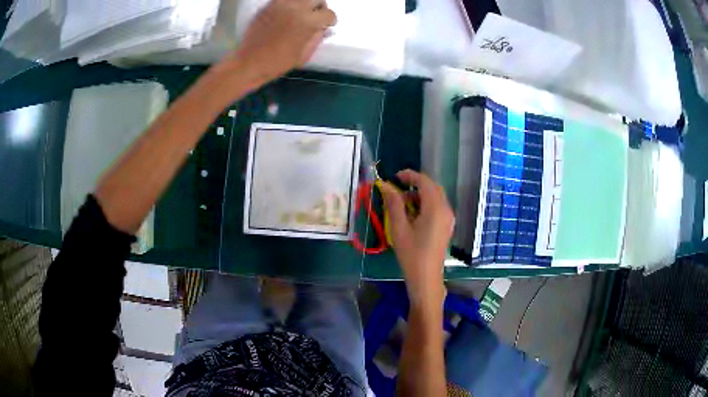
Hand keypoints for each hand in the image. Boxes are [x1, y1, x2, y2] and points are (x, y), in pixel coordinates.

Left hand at [225, 0, 335, 85]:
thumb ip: (316, 38)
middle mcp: (296, 8)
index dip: (330, 21)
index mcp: (308, 21)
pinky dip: (291, 3)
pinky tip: (288, 13)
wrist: (249, 62)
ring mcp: (281, 4)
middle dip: (320, 8)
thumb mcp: (303, 55)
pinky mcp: (268, 5)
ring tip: (302, 13)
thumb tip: (324, 29)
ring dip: (306, 4)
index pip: (328, 14)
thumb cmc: (277, 63)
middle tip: (316, 17)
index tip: (327, 25)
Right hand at [380, 170, 454, 306]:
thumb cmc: (411, 254)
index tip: (395, 177)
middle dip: (415, 183)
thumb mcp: (399, 228)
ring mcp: (448, 218)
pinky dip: (425, 203)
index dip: (410, 175)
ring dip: (420, 194)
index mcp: (435, 208)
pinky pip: (437, 207)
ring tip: (402, 202)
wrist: (426, 278)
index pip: (425, 182)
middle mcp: (446, 209)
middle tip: (397, 187)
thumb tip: (386, 186)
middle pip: (432, 187)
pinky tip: (413, 213)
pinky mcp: (446, 226)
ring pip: (435, 197)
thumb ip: (394, 204)